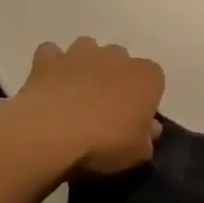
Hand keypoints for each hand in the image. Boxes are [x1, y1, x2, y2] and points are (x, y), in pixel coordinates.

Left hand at [11, 38, 163, 175]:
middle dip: (114, 78)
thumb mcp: (138, 153)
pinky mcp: (49, 59)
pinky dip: (51, 65)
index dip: (144, 98)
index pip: (154, 80)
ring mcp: (81, 53)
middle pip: (120, 61)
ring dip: (84, 66)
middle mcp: (117, 56)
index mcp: (146, 77)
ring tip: (75, 94)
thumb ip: (147, 138)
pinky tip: (49, 84)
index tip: (134, 119)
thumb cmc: (106, 142)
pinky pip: (52, 53)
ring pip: (87, 49)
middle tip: (103, 109)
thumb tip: (149, 128)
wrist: (53, 132)